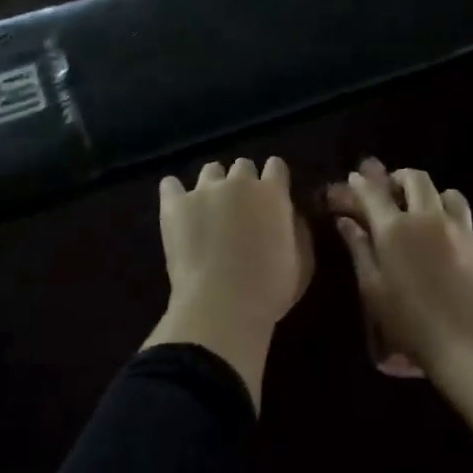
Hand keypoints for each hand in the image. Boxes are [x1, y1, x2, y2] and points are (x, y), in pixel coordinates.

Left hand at [146, 158, 313, 407]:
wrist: (221, 306)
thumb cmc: (269, 290)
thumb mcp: (301, 263)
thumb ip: (297, 230)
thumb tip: (289, 214)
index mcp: (272, 193)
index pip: (276, 166)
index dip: (274, 179)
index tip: (272, 194)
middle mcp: (239, 182)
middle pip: (242, 166)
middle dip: (243, 182)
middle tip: (241, 208)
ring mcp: (204, 190)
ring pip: (210, 170)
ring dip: (214, 184)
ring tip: (209, 208)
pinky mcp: (175, 204)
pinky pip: (170, 185)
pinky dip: (175, 193)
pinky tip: (177, 207)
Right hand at [327, 159, 472, 377]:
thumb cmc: (411, 323)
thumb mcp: (373, 290)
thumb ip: (359, 250)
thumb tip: (346, 222)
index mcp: (395, 228)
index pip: (373, 192)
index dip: (361, 183)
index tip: (355, 179)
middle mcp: (429, 219)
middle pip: (415, 179)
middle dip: (401, 178)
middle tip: (394, 192)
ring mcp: (463, 231)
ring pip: (450, 195)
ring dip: (435, 198)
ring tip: (428, 215)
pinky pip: (469, 228)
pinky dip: (456, 231)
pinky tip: (454, 255)